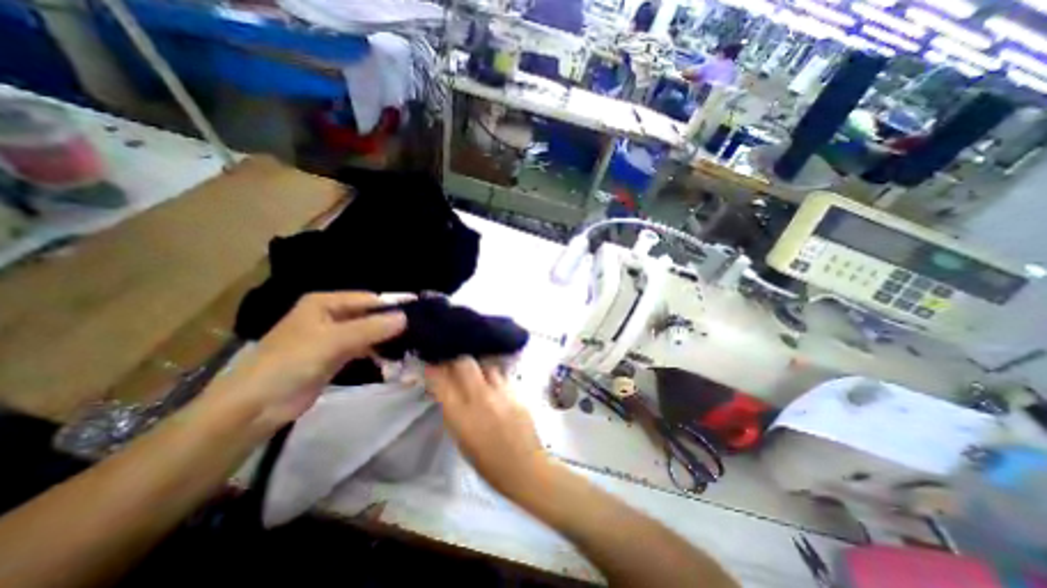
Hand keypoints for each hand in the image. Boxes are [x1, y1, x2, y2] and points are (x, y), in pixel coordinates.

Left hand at [203, 292, 405, 429]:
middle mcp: (331, 315)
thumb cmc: (291, 363)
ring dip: (386, 339)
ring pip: (368, 332)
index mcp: (325, 303)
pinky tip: (393, 359)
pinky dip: (377, 352)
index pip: (368, 299)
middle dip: (392, 323)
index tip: (419, 313)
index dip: (393, 305)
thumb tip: (406, 317)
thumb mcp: (334, 341)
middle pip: (369, 315)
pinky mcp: (336, 356)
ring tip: (411, 345)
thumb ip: (372, 328)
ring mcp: (334, 336)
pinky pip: (363, 348)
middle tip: (419, 331)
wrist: (256, 406)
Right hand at [424, 358, 559, 500]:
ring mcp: (501, 393)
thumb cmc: (488, 463)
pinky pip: (502, 376)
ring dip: (478, 369)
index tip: (431, 366)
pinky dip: (494, 377)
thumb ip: (454, 412)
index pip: (441, 382)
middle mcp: (480, 398)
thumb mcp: (461, 440)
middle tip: (454, 367)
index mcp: (461, 416)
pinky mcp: (517, 392)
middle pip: (465, 363)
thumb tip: (447, 392)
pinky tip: (494, 386)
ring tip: (477, 377)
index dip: (433, 371)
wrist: (525, 467)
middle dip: (456, 361)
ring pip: (486, 365)